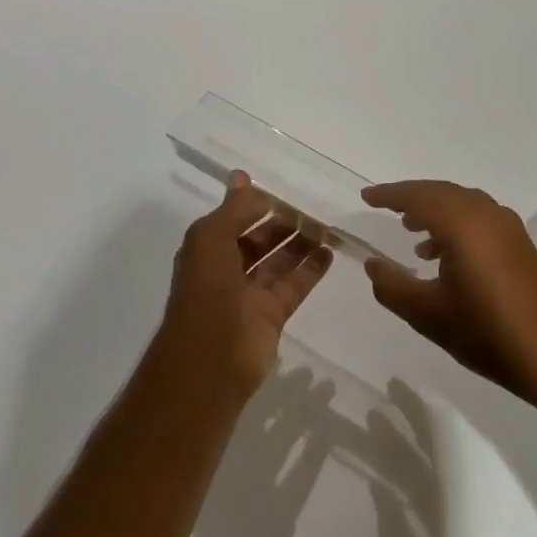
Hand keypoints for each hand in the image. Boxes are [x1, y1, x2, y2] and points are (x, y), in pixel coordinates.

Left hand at [158, 173, 334, 400]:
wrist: (210, 360)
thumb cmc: (206, 290)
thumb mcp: (212, 239)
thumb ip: (233, 209)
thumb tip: (242, 176)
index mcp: (208, 249)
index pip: (235, 220)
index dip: (256, 206)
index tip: (284, 192)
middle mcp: (227, 269)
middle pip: (259, 240)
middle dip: (282, 225)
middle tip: (313, 210)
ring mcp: (251, 294)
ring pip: (279, 262)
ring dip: (300, 244)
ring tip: (328, 226)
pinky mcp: (272, 315)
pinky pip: (294, 285)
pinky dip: (311, 269)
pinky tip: (330, 253)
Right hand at [360, 180, 536, 405]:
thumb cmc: (485, 332)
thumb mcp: (426, 314)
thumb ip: (391, 286)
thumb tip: (372, 264)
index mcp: (462, 224)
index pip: (417, 197)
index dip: (389, 195)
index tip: (366, 197)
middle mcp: (486, 215)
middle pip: (441, 192)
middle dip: (411, 197)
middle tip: (385, 207)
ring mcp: (508, 227)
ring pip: (462, 203)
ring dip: (434, 209)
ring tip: (410, 230)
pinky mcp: (520, 243)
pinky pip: (479, 216)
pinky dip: (455, 222)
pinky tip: (444, 254)